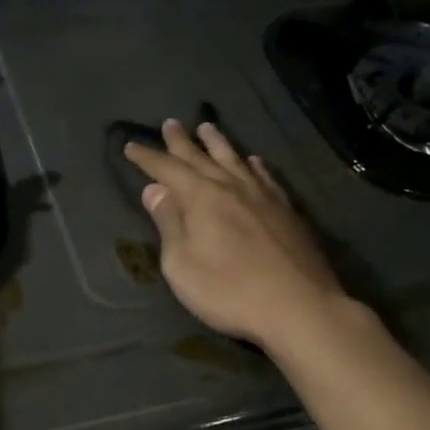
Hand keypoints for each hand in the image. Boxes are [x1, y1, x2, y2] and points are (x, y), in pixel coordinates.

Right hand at [124, 120, 347, 349]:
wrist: (299, 307)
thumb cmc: (229, 291)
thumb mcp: (182, 265)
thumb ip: (169, 224)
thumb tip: (154, 190)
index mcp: (201, 198)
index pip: (167, 169)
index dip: (148, 157)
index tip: (130, 146)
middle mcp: (232, 187)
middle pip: (201, 157)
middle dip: (181, 141)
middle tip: (170, 123)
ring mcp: (263, 197)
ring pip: (235, 159)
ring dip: (218, 143)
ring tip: (207, 128)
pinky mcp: (287, 211)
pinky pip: (265, 176)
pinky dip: (254, 165)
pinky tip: (253, 161)